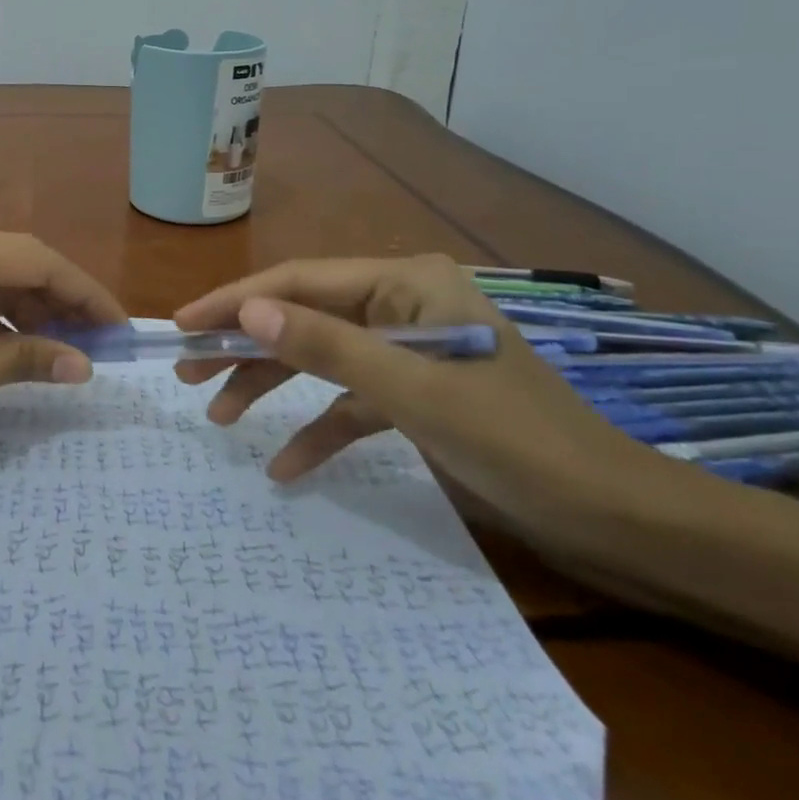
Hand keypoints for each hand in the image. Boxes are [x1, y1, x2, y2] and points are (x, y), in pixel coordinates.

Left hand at [0, 225, 126, 467]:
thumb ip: (22, 360)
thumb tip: (83, 365)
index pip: (36, 260)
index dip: (83, 292)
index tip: (119, 327)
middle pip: (14, 263)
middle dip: (58, 302)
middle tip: (97, 345)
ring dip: (27, 311)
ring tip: (66, 350)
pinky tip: (16, 347)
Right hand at [174, 255, 687, 553]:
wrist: (616, 518)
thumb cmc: (517, 441)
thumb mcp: (414, 393)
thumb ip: (327, 347)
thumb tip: (248, 311)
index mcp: (406, 281)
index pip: (300, 282)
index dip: (236, 301)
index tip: (182, 325)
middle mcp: (403, 302)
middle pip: (304, 316)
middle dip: (246, 344)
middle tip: (187, 370)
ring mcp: (408, 347)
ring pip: (322, 357)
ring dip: (273, 386)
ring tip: (219, 417)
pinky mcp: (416, 392)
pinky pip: (352, 400)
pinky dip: (320, 428)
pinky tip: (286, 466)